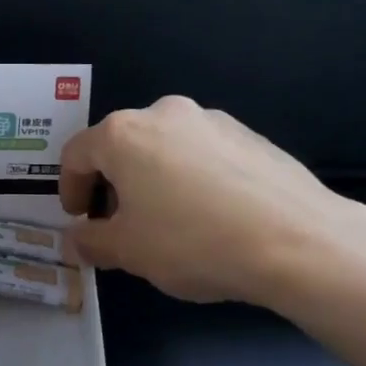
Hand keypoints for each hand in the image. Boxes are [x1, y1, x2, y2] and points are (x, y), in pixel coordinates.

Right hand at [57, 95, 365, 307]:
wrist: (296, 241)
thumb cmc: (193, 241)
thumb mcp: (129, 252)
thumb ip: (92, 241)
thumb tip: (77, 239)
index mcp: (124, 134)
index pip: (76, 154)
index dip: (69, 188)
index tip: (78, 219)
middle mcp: (164, 113)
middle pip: (122, 146)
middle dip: (112, 184)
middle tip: (120, 224)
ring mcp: (212, 120)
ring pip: (164, 147)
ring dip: (153, 179)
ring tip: (168, 222)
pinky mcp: (249, 135)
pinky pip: (203, 154)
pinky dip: (191, 178)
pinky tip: (210, 215)